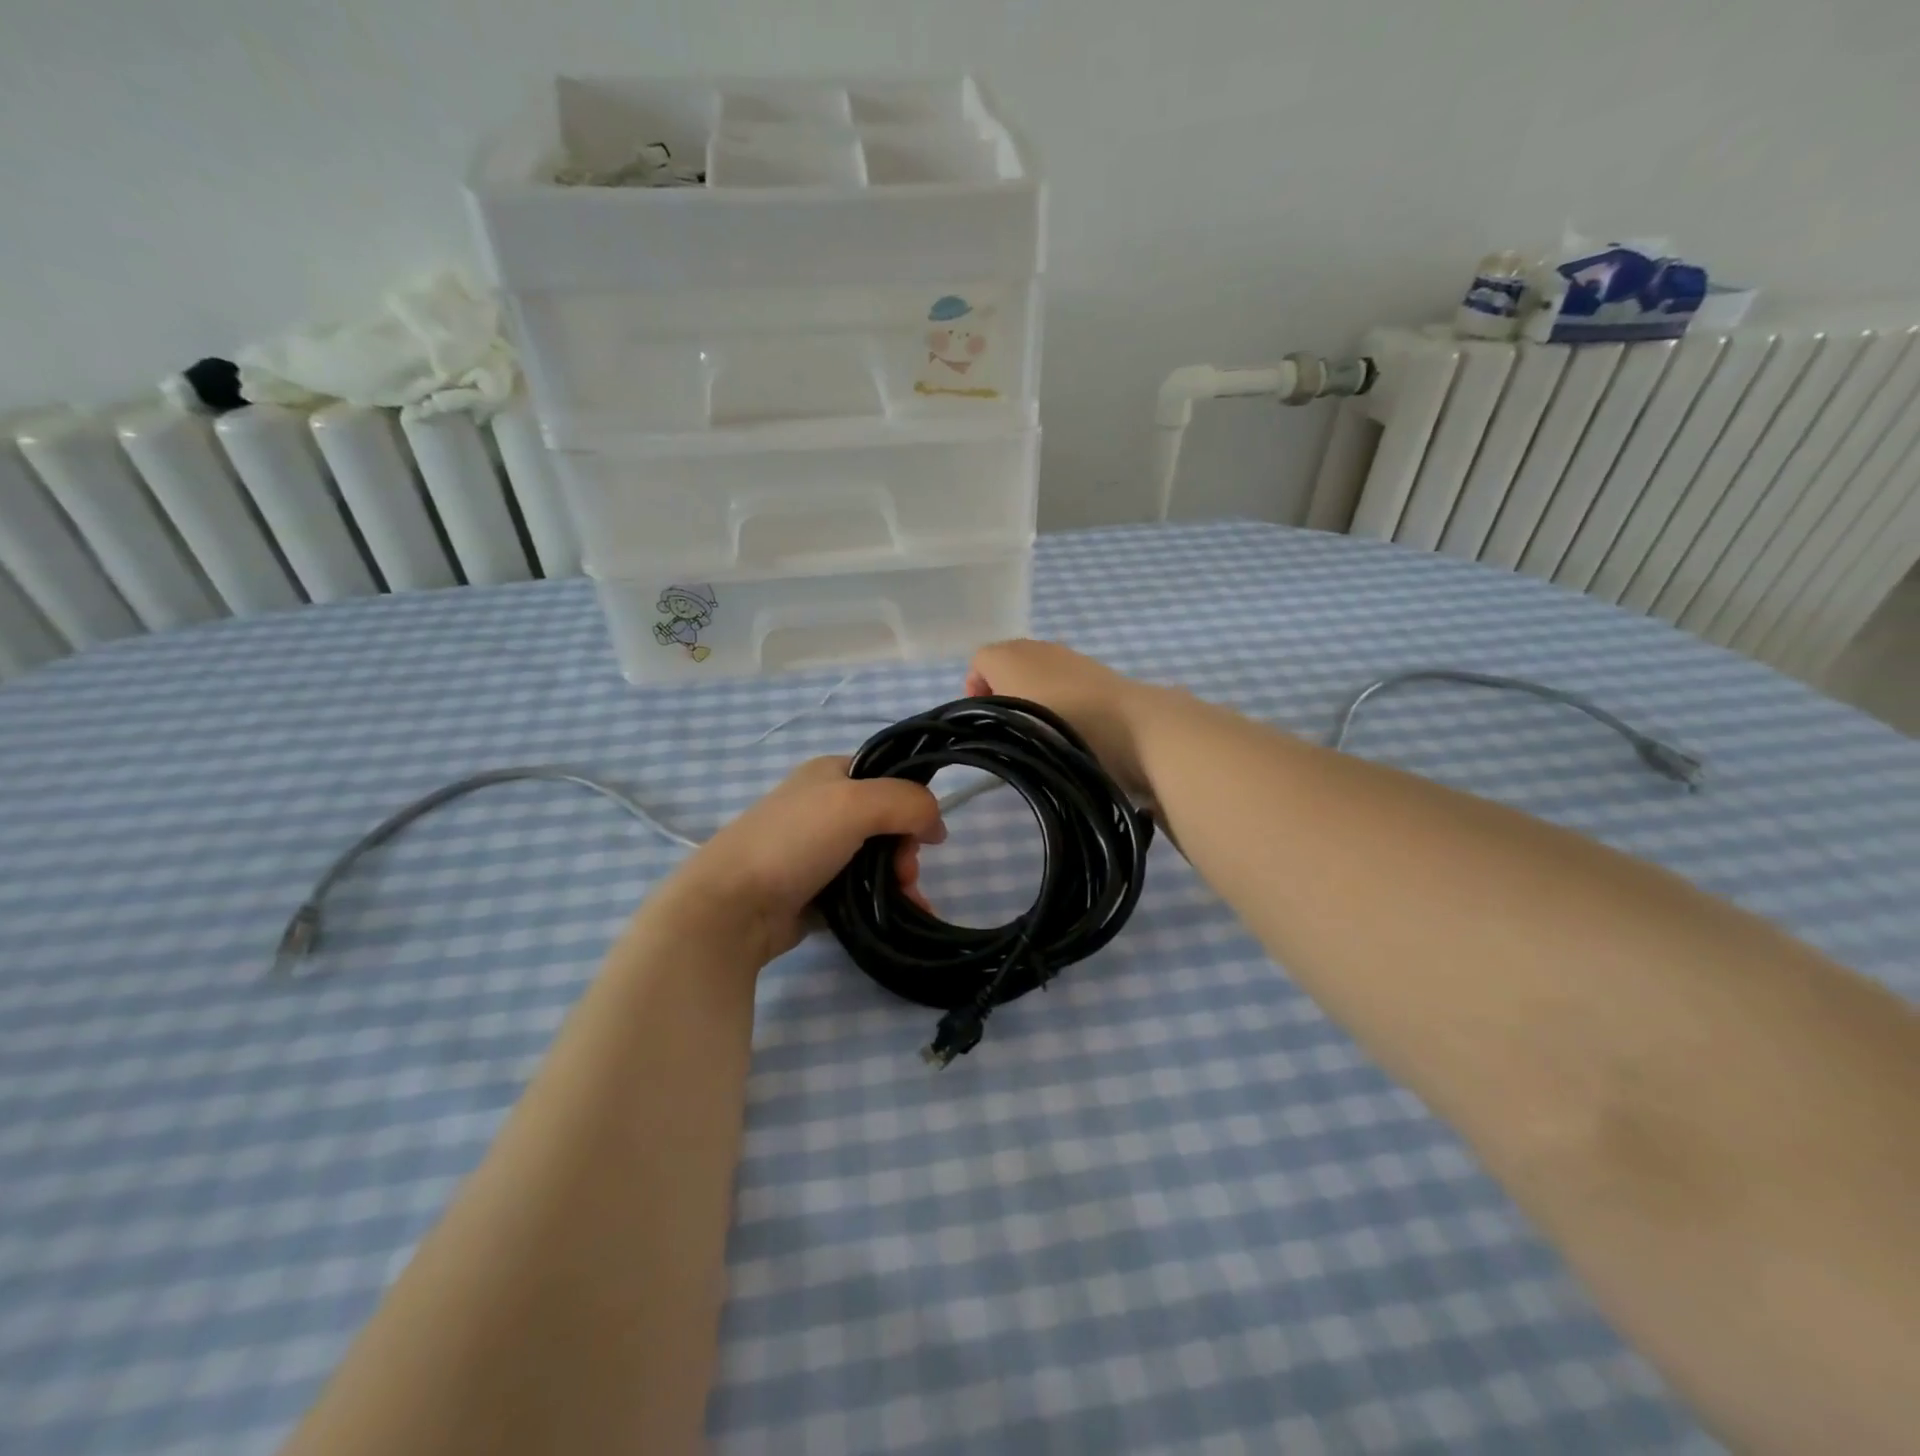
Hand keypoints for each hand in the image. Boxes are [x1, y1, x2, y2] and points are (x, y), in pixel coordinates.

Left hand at [658, 756, 945, 964]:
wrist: (732, 907)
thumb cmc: (794, 842)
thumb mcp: (855, 804)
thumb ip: (907, 802)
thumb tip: (936, 825)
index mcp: (830, 773)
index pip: (888, 777)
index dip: (913, 802)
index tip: (926, 834)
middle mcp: (825, 807)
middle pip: (888, 822)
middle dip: (906, 849)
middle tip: (905, 873)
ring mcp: (818, 851)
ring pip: (878, 859)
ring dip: (901, 879)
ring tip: (906, 900)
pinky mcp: (815, 890)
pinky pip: (863, 890)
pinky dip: (886, 902)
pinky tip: (906, 916)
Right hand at [965, 639, 1159, 794]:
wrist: (1129, 725)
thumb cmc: (1057, 723)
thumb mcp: (1007, 721)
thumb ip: (986, 714)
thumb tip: (990, 713)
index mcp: (1009, 653)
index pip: (979, 662)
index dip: (974, 689)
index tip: (981, 720)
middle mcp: (1038, 647)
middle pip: (1008, 664)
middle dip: (1002, 692)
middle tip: (1007, 727)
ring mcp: (1071, 658)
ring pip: (1038, 674)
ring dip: (1032, 697)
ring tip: (1039, 731)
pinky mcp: (1097, 674)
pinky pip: (1064, 684)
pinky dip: (1059, 701)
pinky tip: (1068, 728)